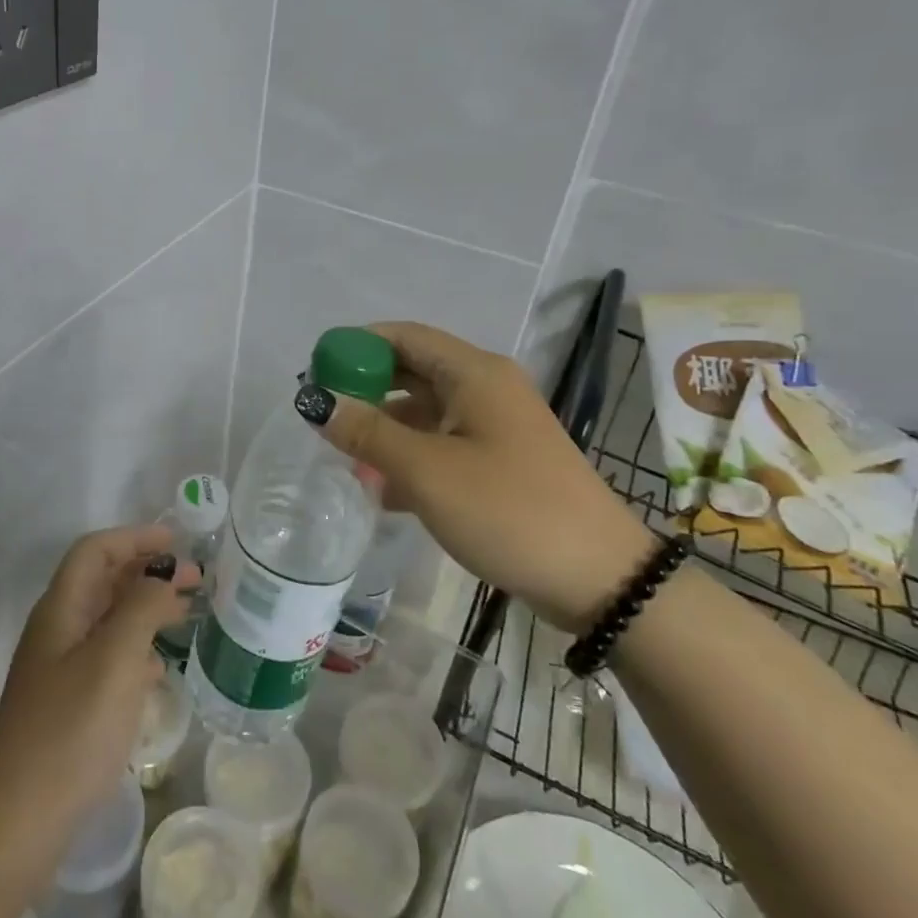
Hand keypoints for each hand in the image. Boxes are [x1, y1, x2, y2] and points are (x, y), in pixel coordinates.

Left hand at [0, 525, 196, 889]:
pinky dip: (136, 650)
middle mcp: (57, 630)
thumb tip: (161, 577)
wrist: (16, 823)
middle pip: (103, 581)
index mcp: (61, 609)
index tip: (177, 542)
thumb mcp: (114, 660)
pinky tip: (159, 671)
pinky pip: (107, 658)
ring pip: (108, 620)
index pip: (95, 550)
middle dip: (147, 571)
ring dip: (146, 609)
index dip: (134, 538)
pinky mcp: (67, 704)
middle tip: (195, 579)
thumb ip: (141, 608)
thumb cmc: (69, 731)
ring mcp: (59, 669)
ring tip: (186, 615)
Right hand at [299, 322, 654, 630]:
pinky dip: (410, 458)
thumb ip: (368, 432)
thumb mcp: (427, 471)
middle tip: (324, 416)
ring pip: (426, 412)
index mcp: (473, 373)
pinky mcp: (501, 463)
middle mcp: (486, 388)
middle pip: (413, 371)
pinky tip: (383, 492)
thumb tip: (316, 401)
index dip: (356, 347)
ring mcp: (496, 427)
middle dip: (366, 390)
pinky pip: (443, 445)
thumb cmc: (509, 510)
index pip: (403, 336)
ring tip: (345, 459)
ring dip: (385, 430)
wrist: (601, 580)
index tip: (316, 373)